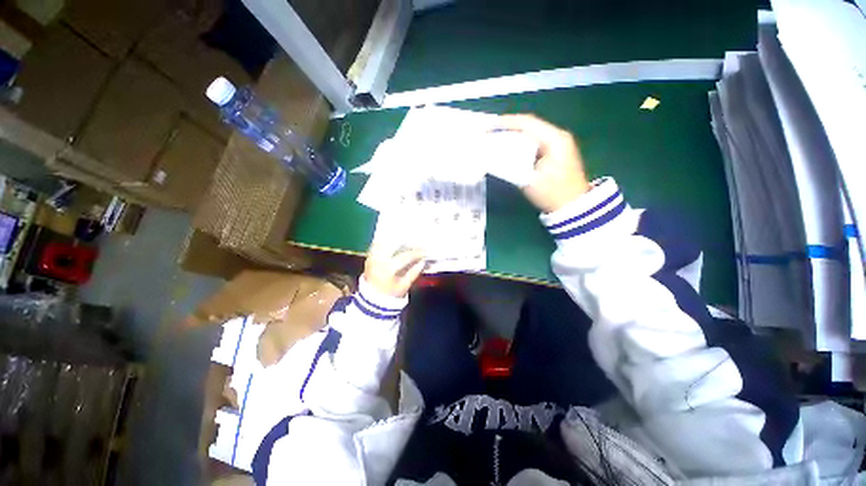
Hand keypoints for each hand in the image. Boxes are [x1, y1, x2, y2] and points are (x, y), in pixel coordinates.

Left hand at [363, 245, 426, 297]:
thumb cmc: (390, 294)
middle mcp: (379, 260)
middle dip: (406, 242)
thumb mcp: (405, 285)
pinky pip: (377, 244)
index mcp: (388, 269)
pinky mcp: (369, 256)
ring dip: (395, 240)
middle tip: (416, 242)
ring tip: (406, 240)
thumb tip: (423, 261)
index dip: (417, 253)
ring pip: (384, 242)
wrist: (372, 300)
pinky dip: (386, 242)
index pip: (405, 256)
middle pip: (394, 244)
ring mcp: (372, 257)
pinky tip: (394, 242)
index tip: (425, 251)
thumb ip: (414, 272)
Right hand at [497, 114, 589, 212]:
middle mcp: (558, 136)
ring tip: (496, 137)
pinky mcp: (555, 152)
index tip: (489, 126)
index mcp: (555, 139)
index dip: (507, 123)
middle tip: (490, 131)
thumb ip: (511, 165)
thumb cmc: (552, 194)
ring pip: (532, 133)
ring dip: (514, 135)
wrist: (573, 206)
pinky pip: (534, 142)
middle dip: (509, 127)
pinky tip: (509, 147)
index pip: (528, 123)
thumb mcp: (529, 180)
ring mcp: (558, 143)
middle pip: (530, 125)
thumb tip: (494, 156)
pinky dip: (520, 143)